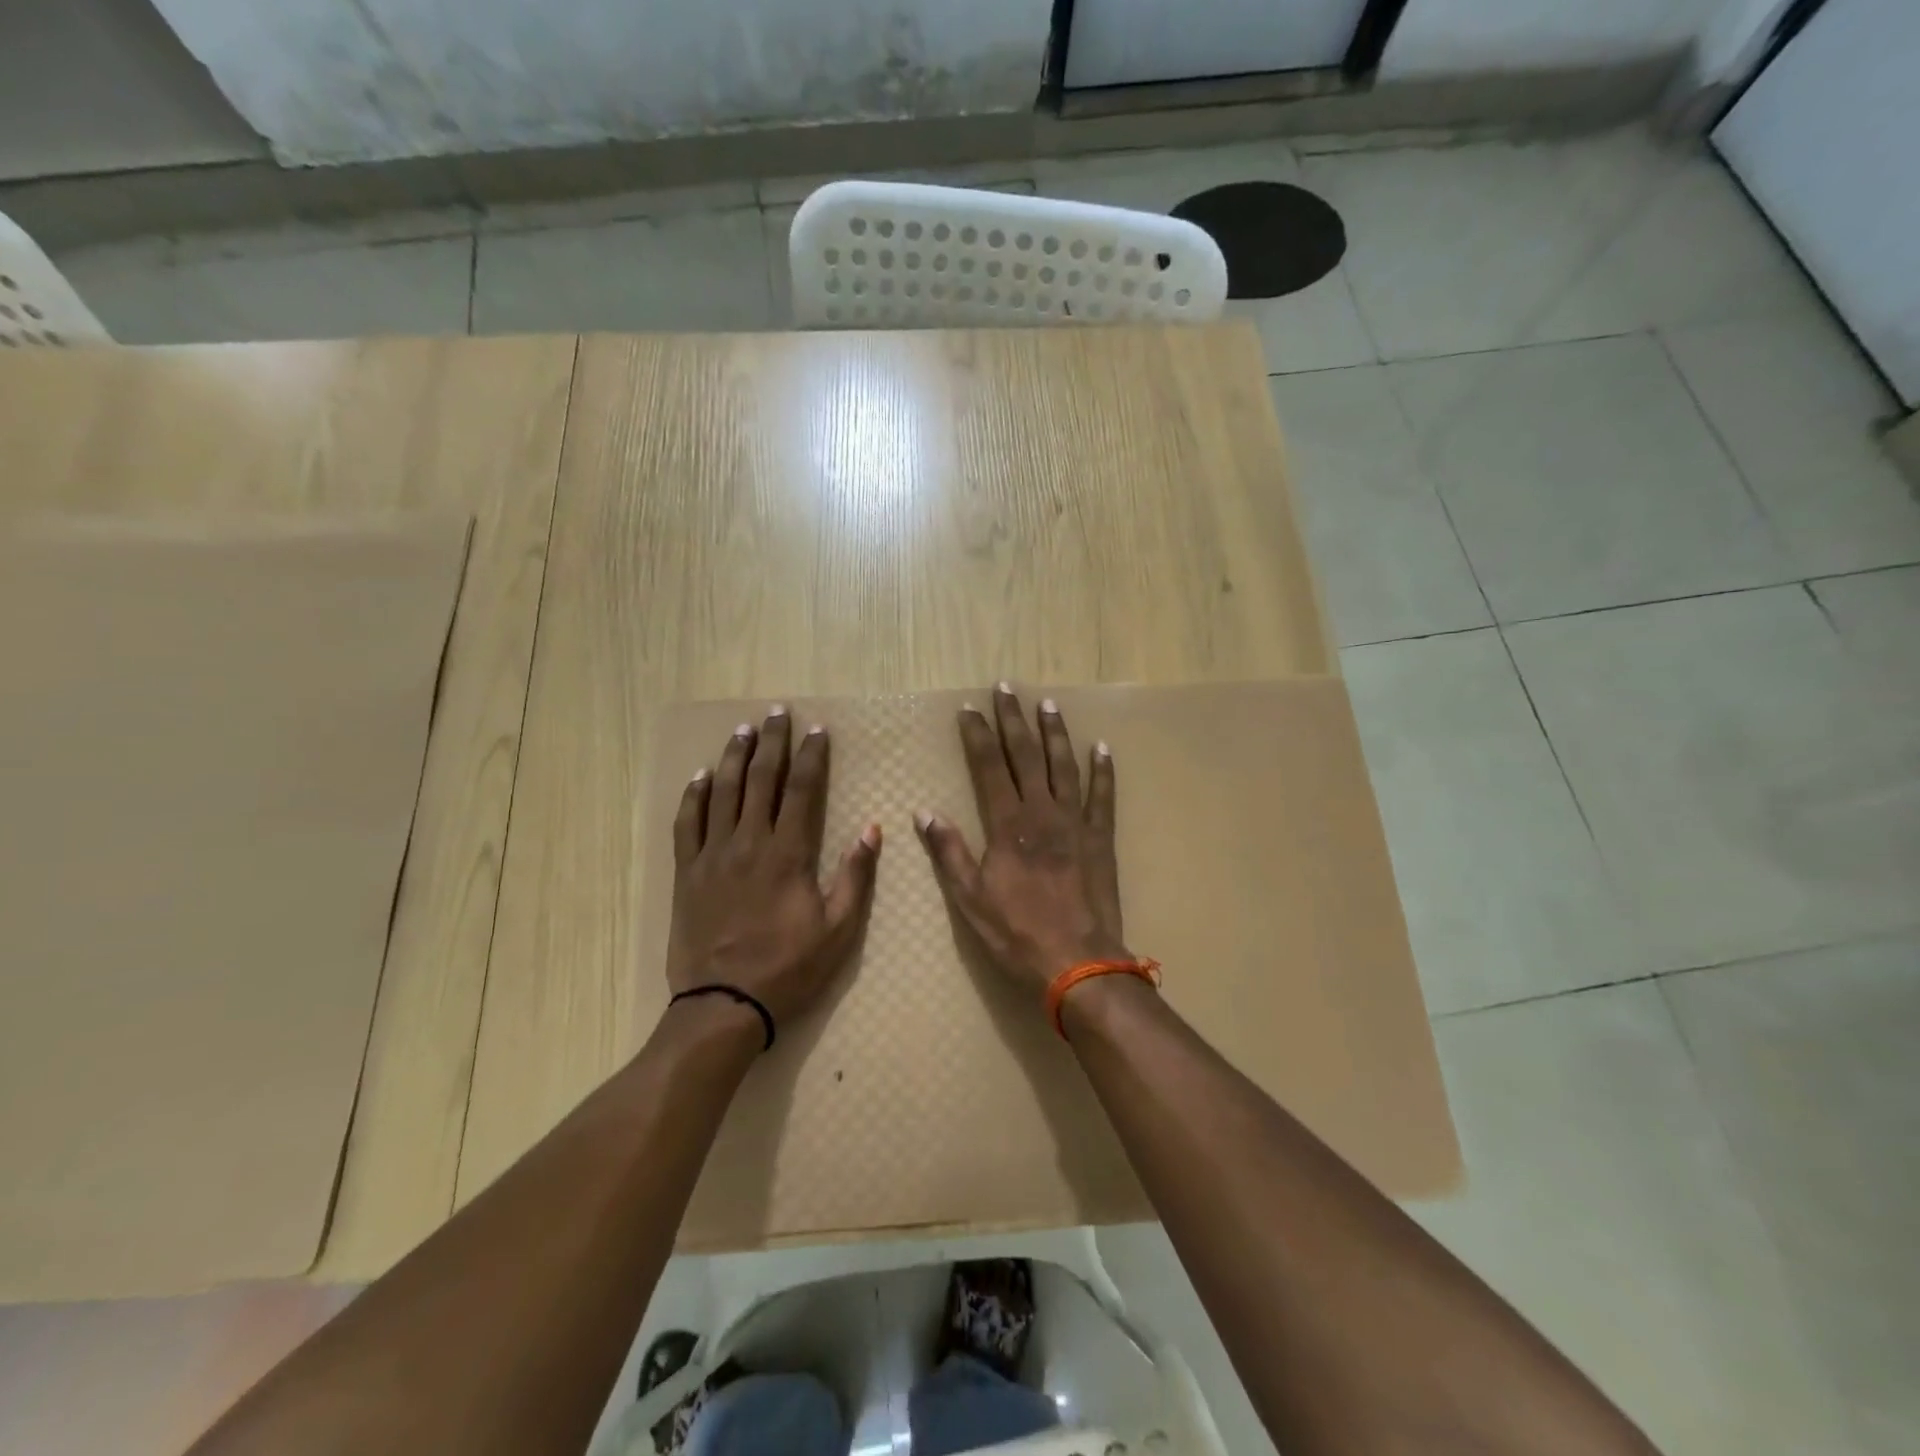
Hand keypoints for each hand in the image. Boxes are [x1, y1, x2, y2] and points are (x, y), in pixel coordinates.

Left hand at [667, 707, 880, 1030]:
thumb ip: (855, 876)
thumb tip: (872, 830)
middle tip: (777, 713)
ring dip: (734, 757)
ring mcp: (712, 855)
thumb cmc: (788, 967)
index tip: (816, 730)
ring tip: (743, 730)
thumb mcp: (838, 929)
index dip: (810, 756)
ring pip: (723, 792)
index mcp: (787, 853)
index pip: (801, 789)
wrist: (723, 1003)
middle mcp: (748, 842)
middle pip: (761, 779)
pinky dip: (694, 796)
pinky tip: (701, 776)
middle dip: (772, 742)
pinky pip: (687, 823)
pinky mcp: (687, 872)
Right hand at [915, 684, 1129, 1001]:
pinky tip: (1101, 748)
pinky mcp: (1100, 838)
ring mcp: (1075, 822)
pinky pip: (1103, 797)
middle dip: (1013, 720)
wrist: (1077, 961)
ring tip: (1047, 704)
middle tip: (1006, 688)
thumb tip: (924, 813)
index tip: (970, 708)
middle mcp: (1042, 812)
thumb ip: (949, 852)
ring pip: (1064, 766)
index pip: (988, 767)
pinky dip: (1103, 771)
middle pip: (1025, 755)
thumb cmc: (1017, 932)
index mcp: (1008, 824)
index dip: (978, 735)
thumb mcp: (970, 898)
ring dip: (1054, 733)